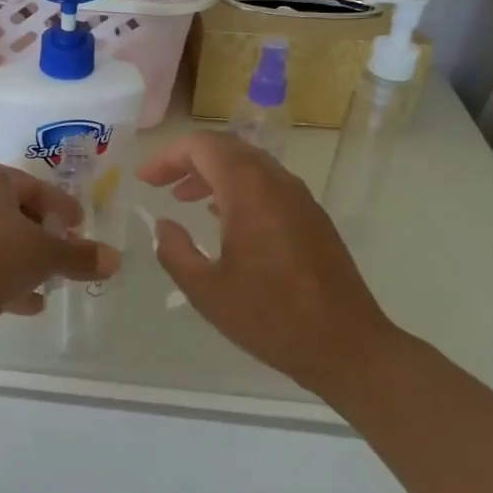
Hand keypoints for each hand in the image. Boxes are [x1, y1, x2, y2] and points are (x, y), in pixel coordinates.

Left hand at [0, 162, 120, 358]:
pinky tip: (30, 303)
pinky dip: (7, 280)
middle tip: (69, 254)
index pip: (35, 187)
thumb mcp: (43, 254)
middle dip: (45, 237)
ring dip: (27, 262)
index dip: (63, 207)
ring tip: (53, 283)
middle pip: (17, 214)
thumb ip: (79, 256)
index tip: (82, 226)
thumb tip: (116, 260)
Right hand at [137, 134, 398, 398]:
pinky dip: (238, 188)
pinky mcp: (312, 218)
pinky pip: (268, 185)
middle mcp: (276, 182)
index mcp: (249, 190)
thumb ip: (175, 251)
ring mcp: (300, 198)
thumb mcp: (207, 290)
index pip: (202, 146)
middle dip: (189, 161)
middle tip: (161, 184)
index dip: (168, 157)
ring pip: (250, 165)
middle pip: (227, 148)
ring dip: (214, 174)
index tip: (145, 179)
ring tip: (185, 199)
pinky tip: (224, 218)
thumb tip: (165, 224)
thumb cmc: (271, 317)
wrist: (347, 346)